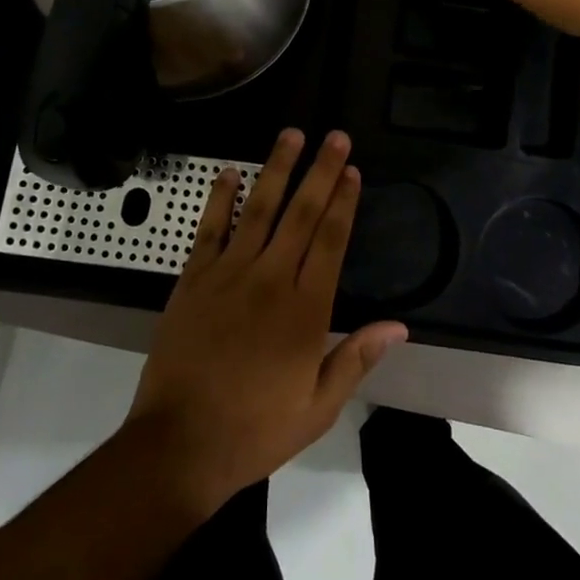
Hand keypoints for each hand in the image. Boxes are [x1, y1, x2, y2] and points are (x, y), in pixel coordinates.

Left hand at [123, 129, 406, 512]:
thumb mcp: (318, 407)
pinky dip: (220, 198)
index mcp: (304, 310)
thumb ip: (356, 358)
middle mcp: (270, 280)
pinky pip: (210, 228)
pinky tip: (229, 173)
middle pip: (301, 214)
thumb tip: (400, 326)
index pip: (330, 241)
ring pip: (259, 210)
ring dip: (277, 170)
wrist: (179, 444)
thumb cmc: (255, 430)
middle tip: (335, 137)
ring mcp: (228, 274)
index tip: (353, 171)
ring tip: (291, 135)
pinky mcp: (193, 279)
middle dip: (321, 171)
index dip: (343, 202)